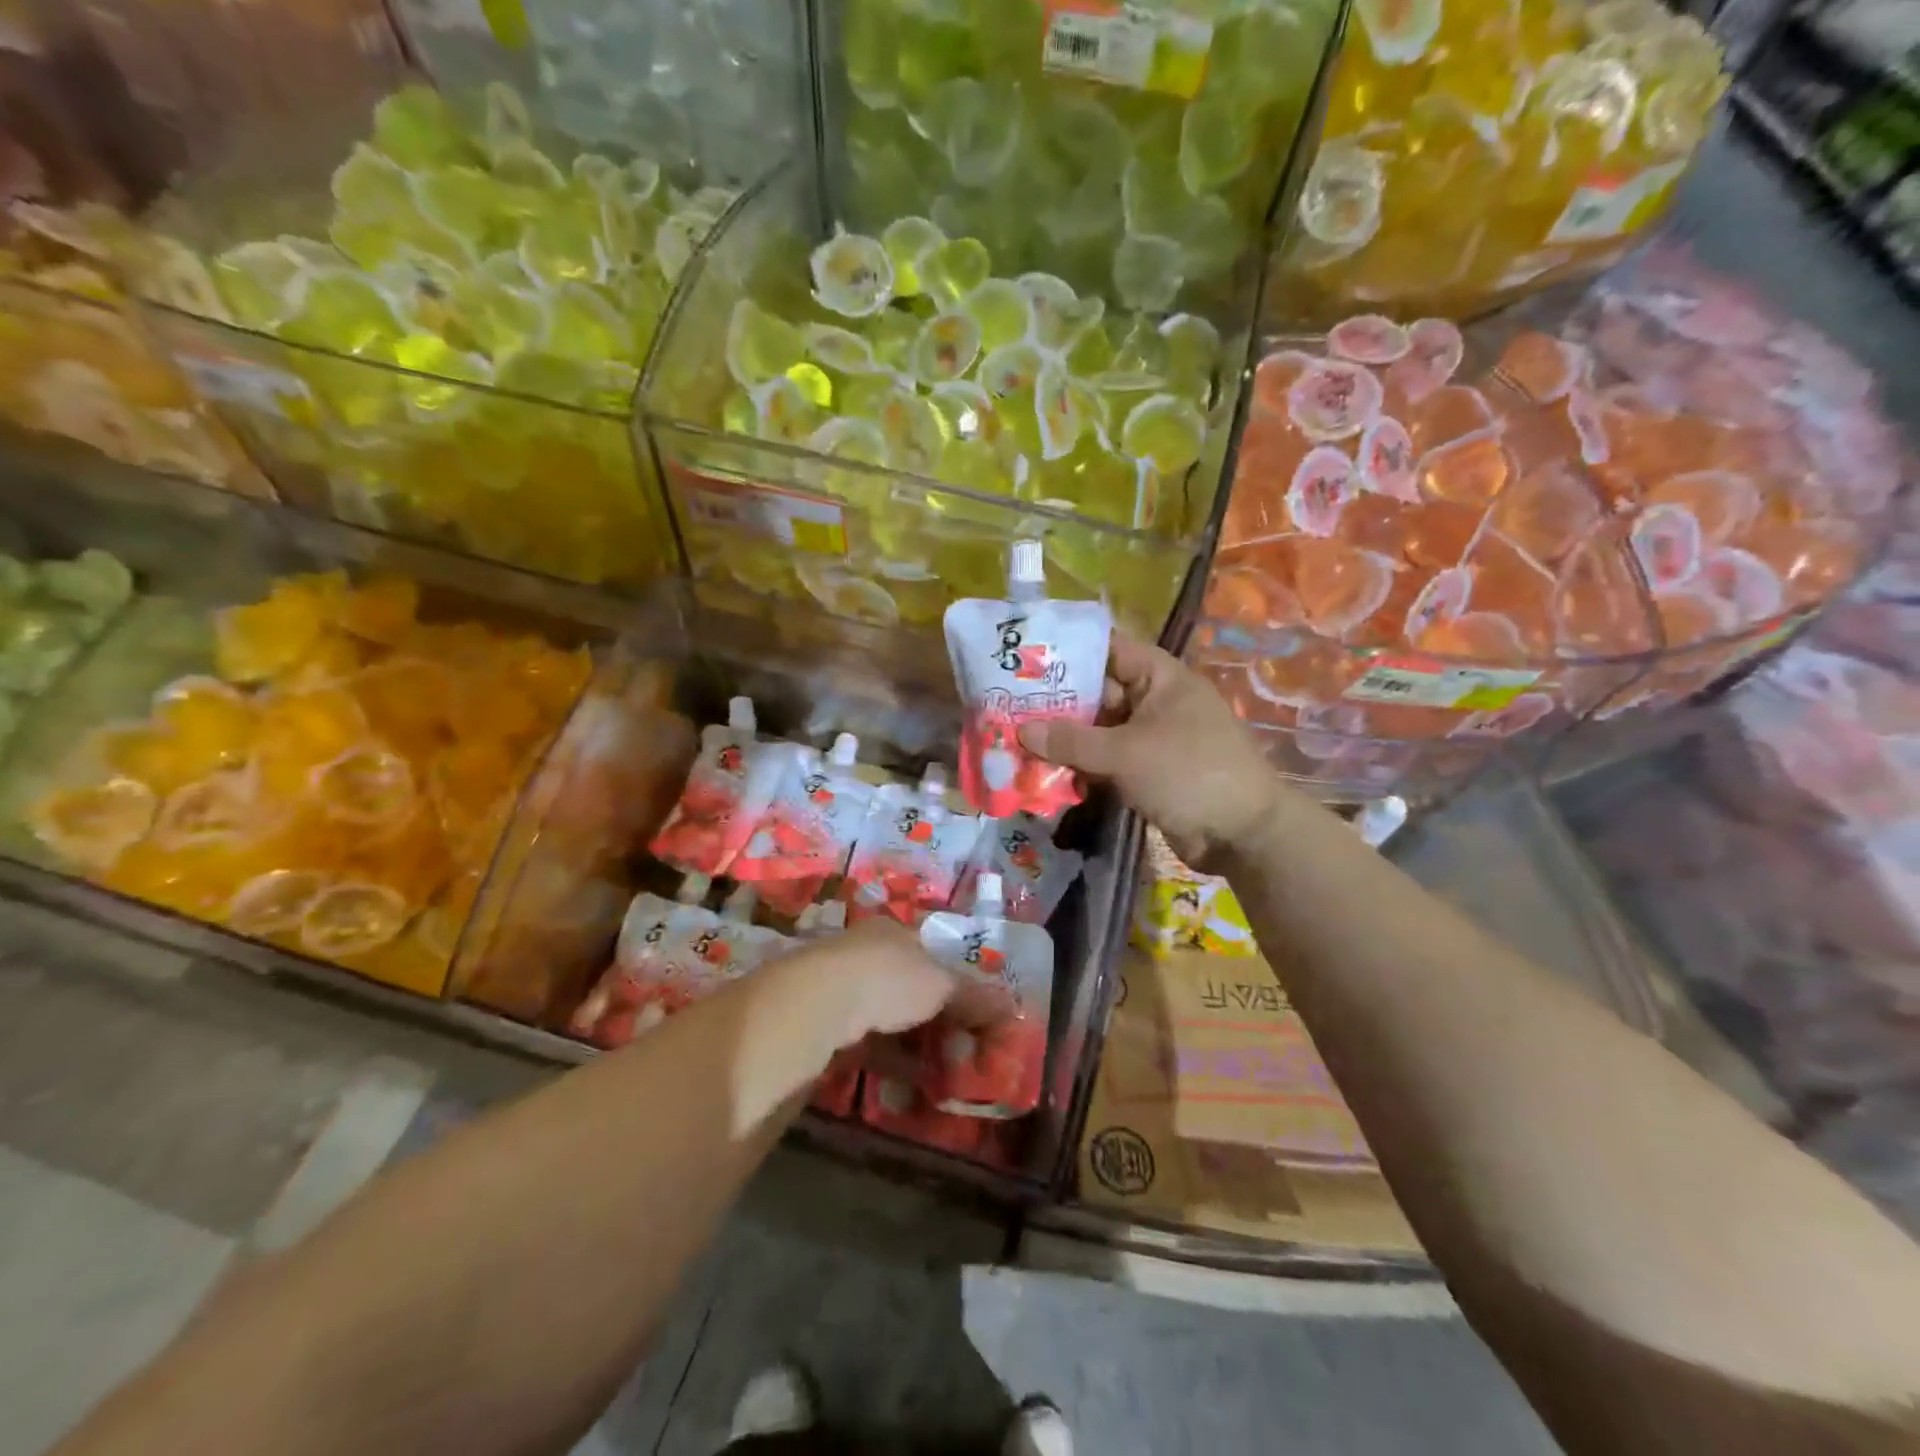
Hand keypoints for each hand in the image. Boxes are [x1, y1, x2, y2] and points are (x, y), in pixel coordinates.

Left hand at [768, 920, 1004, 1053]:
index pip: (932, 954)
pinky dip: (895, 1061)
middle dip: (940, 1019)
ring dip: (919, 1044)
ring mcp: (843, 989)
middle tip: (966, 1048)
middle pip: (912, 987)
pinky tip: (916, 1083)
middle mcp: (867, 954)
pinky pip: (870, 1044)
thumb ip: (974, 996)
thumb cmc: (887, 979)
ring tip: (948, 1073)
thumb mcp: (940, 984)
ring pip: (890, 1018)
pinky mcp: (827, 1026)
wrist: (817, 1006)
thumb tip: (1012, 1008)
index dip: (956, 983)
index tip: (977, 1014)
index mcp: (893, 933)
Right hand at [1018, 634, 1290, 871]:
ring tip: (1018, 742)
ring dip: (1065, 740)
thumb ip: (1072, 741)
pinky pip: (1107, 760)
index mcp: (1160, 678)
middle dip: (1057, 703)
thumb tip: (1022, 730)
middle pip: (1098, 692)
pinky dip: (1081, 766)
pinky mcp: (1147, 771)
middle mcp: (1155, 702)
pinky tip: (1046, 774)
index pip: (1109, 650)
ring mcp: (1152, 738)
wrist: (1242, 834)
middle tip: (1009, 708)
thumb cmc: (1189, 773)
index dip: (1070, 652)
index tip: (1026, 659)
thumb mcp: (1125, 753)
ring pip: (1099, 730)